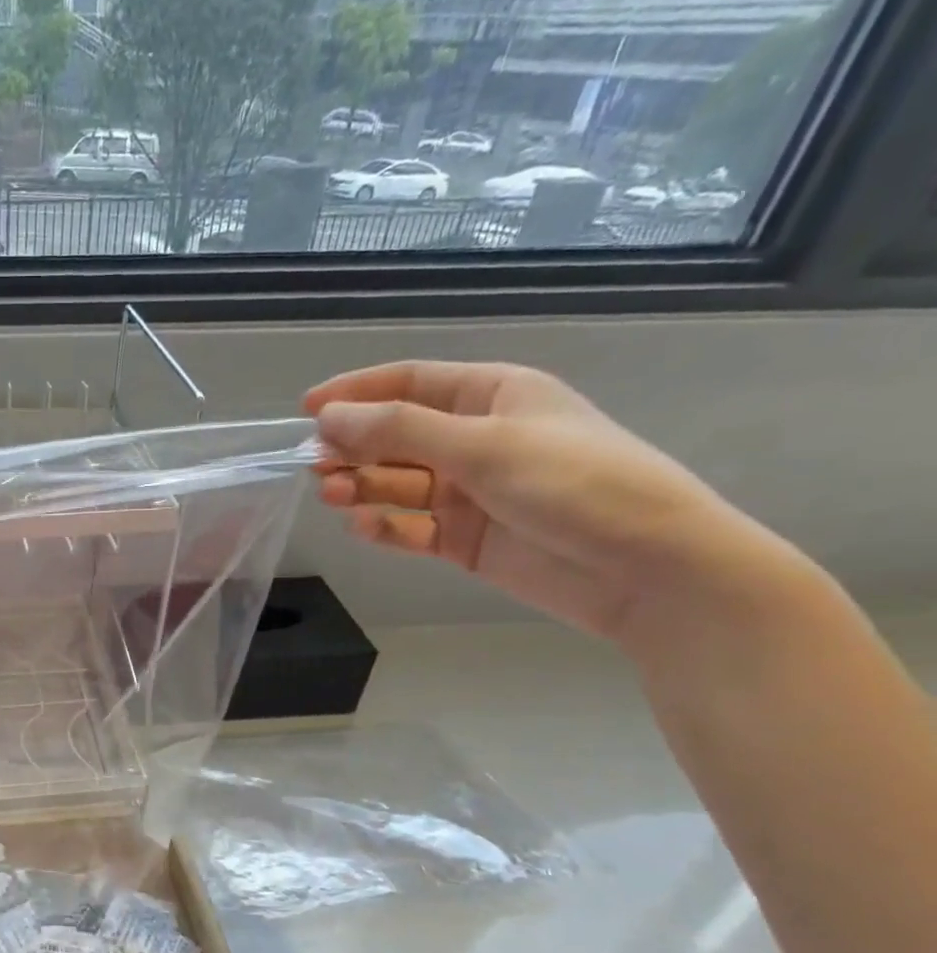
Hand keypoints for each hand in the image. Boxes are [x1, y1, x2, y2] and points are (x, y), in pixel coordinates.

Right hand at [303, 361, 779, 645]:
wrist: (646, 568)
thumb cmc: (575, 484)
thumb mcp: (484, 446)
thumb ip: (400, 431)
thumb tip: (328, 417)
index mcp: (491, 397)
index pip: (409, 383)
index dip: (356, 393)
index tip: (306, 411)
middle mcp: (474, 440)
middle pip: (394, 437)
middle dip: (353, 449)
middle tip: (318, 468)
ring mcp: (468, 493)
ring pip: (395, 484)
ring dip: (361, 487)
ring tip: (335, 497)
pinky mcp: (463, 539)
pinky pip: (409, 528)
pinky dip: (384, 528)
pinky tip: (366, 528)